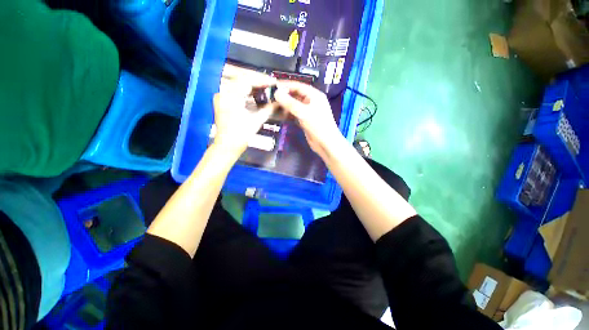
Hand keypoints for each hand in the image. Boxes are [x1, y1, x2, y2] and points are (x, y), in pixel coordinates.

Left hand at [212, 65, 276, 156]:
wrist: (227, 146)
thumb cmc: (241, 136)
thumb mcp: (257, 121)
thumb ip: (268, 109)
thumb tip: (279, 102)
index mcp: (230, 97)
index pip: (247, 80)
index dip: (262, 80)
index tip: (274, 82)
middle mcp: (223, 93)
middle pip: (242, 79)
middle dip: (258, 81)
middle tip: (271, 85)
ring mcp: (222, 97)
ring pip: (239, 84)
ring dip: (253, 85)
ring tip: (266, 89)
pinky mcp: (223, 101)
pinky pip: (235, 91)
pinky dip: (246, 91)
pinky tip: (256, 95)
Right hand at [274, 81, 343, 158]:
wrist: (325, 144)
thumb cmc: (318, 126)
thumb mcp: (303, 113)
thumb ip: (290, 103)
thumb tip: (276, 93)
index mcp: (314, 95)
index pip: (298, 86)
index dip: (285, 85)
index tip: (273, 86)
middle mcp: (311, 101)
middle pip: (295, 95)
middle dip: (284, 96)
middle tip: (270, 97)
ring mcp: (308, 111)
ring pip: (294, 105)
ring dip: (284, 106)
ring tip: (272, 106)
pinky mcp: (305, 120)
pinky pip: (294, 114)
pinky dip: (287, 114)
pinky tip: (279, 115)